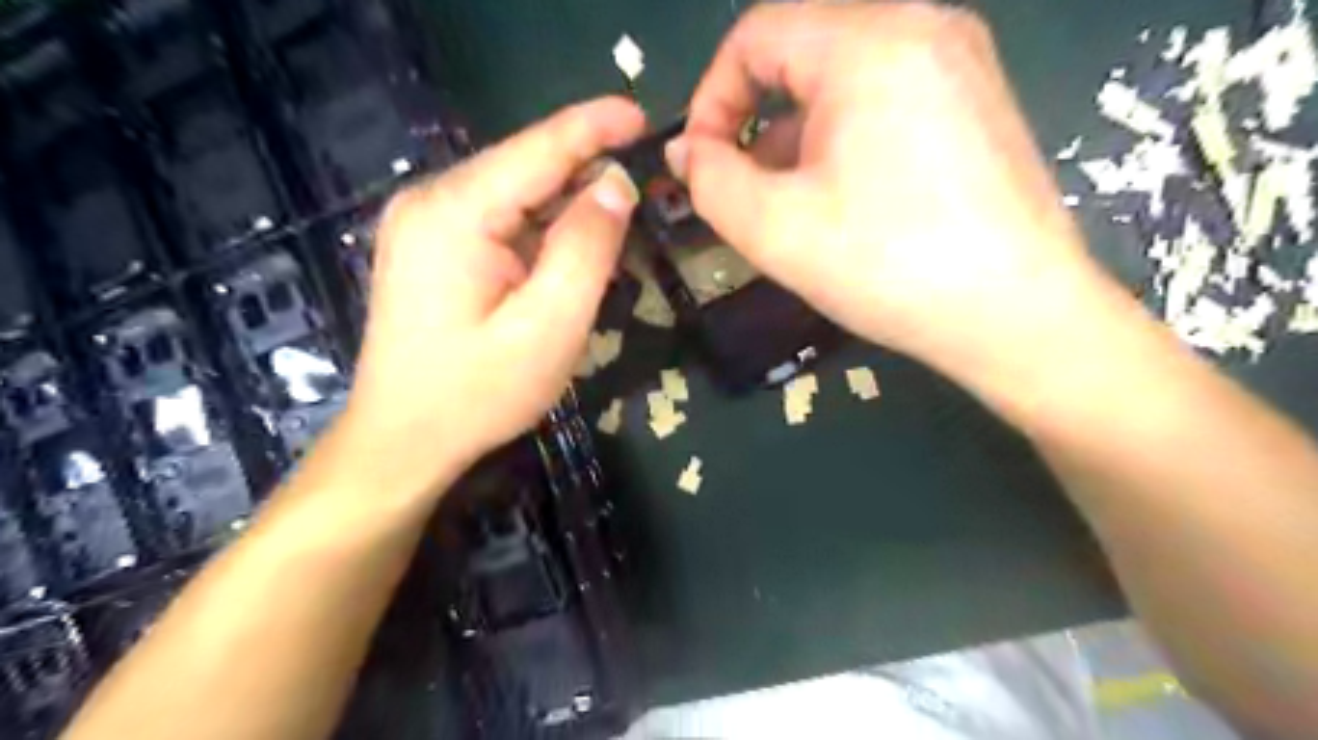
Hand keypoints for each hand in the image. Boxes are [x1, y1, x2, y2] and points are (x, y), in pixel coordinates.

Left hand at [342, 96, 647, 495]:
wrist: (403, 441)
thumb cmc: (477, 393)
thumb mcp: (550, 326)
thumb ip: (587, 248)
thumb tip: (616, 184)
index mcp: (455, 211)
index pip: (538, 149)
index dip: (595, 127)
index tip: (643, 115)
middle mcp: (431, 201)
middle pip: (525, 168)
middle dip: (584, 176)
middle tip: (639, 202)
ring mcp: (423, 222)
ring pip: (515, 195)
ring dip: (564, 210)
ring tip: (608, 239)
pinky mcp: (429, 246)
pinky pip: (499, 220)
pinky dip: (539, 232)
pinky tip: (562, 260)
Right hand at [670, 7, 1108, 383]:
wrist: (1016, 316)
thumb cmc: (888, 267)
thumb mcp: (774, 229)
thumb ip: (710, 181)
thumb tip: (689, 151)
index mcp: (869, 42)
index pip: (756, 35)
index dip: (712, 98)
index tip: (701, 163)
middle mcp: (922, 26)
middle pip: (801, 53)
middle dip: (755, 122)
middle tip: (744, 191)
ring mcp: (959, 61)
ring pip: (842, 79)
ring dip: (798, 135)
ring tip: (793, 206)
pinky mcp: (977, 99)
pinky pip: (885, 97)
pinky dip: (844, 137)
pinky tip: (846, 198)